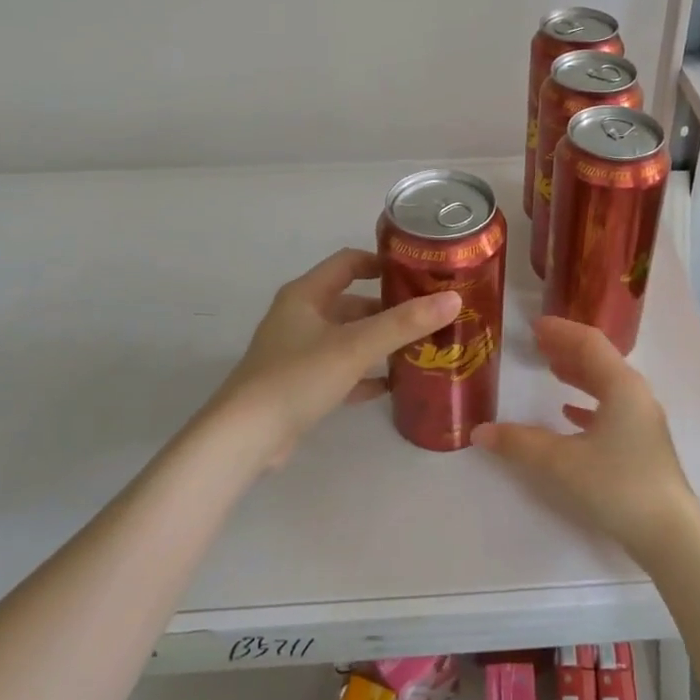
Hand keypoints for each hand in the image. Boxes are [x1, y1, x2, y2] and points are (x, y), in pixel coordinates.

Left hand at [203, 248, 460, 467]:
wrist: (246, 437)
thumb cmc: (298, 377)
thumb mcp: (355, 346)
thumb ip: (404, 323)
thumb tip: (453, 299)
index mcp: (306, 295)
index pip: (347, 262)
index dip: (382, 262)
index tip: (419, 271)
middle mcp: (300, 317)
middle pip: (351, 301)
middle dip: (389, 306)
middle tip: (429, 313)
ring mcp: (299, 352)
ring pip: (348, 337)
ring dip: (379, 340)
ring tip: (420, 345)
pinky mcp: (301, 385)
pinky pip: (341, 370)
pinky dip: (366, 373)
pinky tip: (393, 383)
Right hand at [472, 317, 698, 558]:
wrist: (669, 534)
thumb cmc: (616, 485)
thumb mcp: (561, 462)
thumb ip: (519, 443)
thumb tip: (480, 431)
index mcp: (622, 385)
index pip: (589, 342)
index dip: (561, 331)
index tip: (534, 325)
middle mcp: (636, 395)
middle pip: (599, 360)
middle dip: (567, 349)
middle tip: (537, 343)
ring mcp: (642, 420)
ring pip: (606, 385)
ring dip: (578, 374)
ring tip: (550, 369)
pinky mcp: (642, 445)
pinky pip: (612, 410)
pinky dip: (588, 403)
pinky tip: (569, 413)